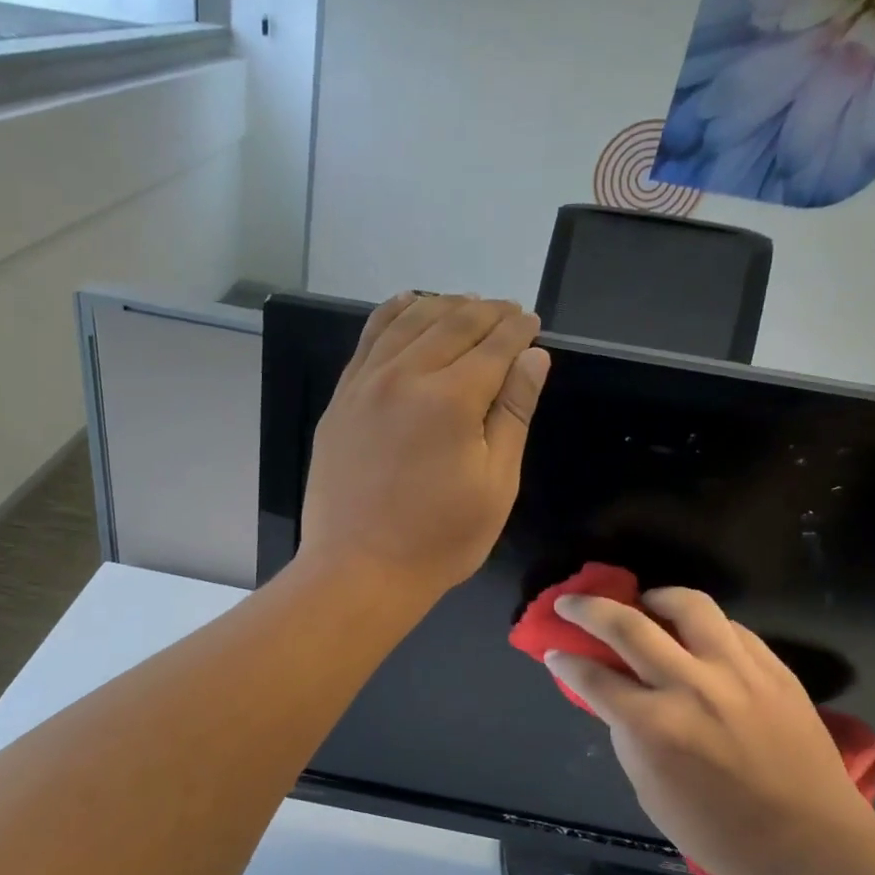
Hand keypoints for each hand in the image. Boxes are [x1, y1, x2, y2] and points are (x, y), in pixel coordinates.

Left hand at [299, 293, 550, 605]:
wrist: (357, 569)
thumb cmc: (439, 539)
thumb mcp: (495, 484)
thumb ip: (513, 413)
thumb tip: (533, 357)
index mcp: (451, 399)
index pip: (494, 345)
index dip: (518, 329)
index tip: (532, 322)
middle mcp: (405, 376)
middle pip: (453, 323)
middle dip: (487, 312)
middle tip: (508, 311)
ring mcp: (365, 384)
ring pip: (408, 322)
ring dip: (444, 305)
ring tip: (467, 304)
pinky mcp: (342, 398)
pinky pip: (368, 339)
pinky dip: (393, 314)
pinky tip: (408, 304)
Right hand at [545, 589, 874, 874]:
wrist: (813, 844)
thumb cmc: (721, 832)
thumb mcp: (651, 792)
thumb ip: (627, 735)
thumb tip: (613, 695)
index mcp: (654, 726)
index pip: (593, 677)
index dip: (565, 660)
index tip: (554, 651)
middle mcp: (690, 686)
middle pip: (626, 625)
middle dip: (586, 609)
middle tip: (570, 603)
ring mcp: (736, 671)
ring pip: (686, 605)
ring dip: (653, 598)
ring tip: (644, 604)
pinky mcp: (772, 668)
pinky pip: (729, 626)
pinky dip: (701, 624)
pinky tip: (695, 636)